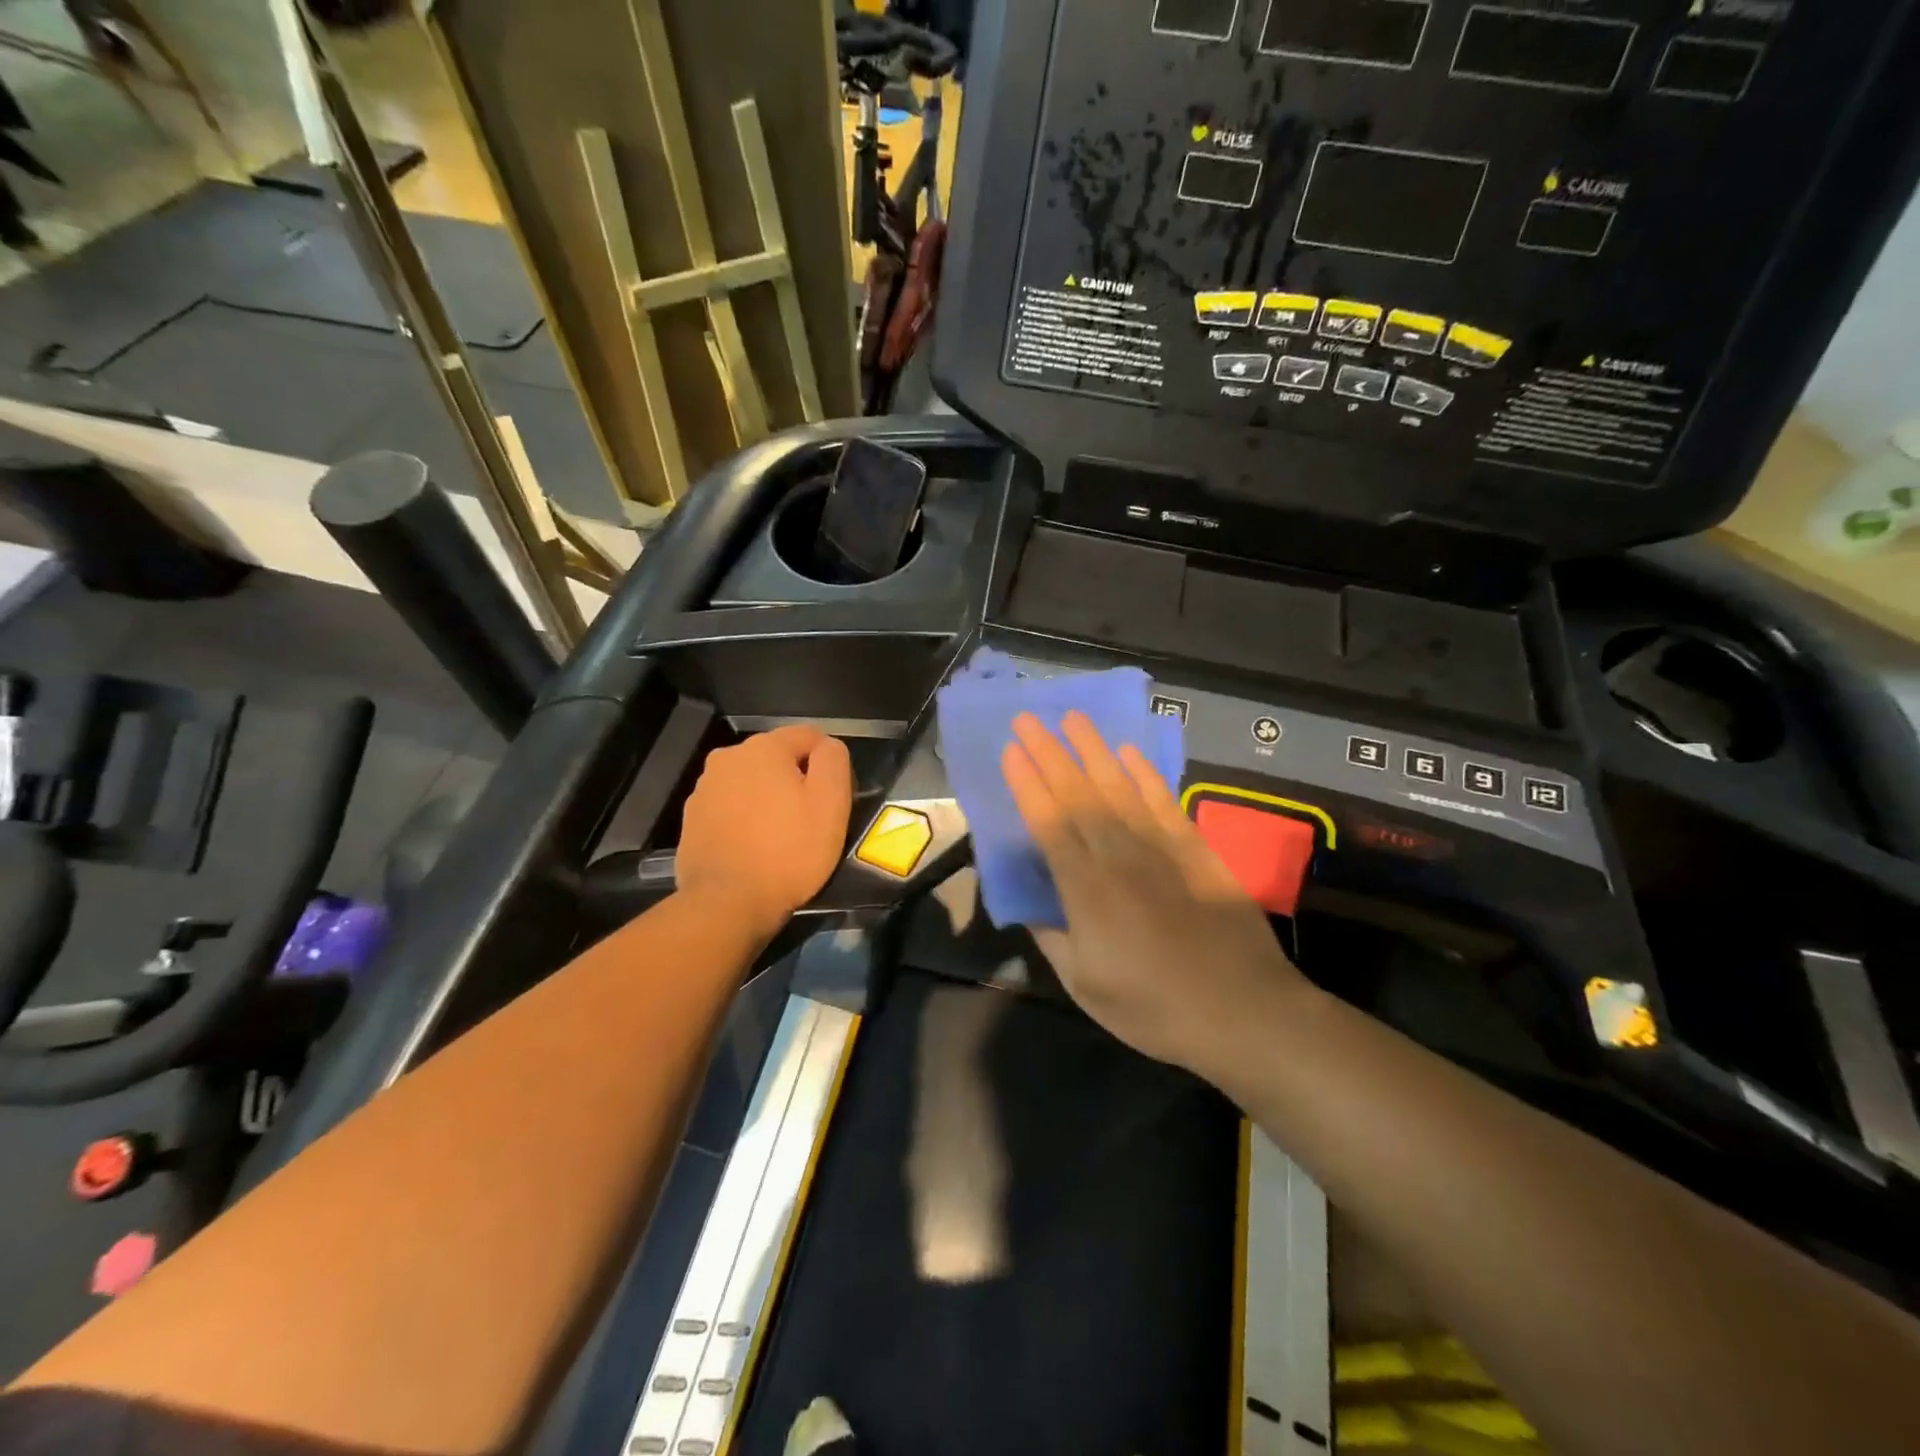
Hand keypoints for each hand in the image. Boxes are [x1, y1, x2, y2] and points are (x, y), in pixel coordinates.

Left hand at [677, 726, 853, 936]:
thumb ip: (834, 760)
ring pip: (752, 783)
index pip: (810, 737)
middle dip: (795, 781)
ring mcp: (704, 788)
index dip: (829, 766)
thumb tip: (827, 747)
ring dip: (768, 800)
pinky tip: (753, 849)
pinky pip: (730, 808)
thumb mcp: (831, 803)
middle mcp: (728, 757)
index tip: (833, 801)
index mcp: (764, 747)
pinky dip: (745, 820)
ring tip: (780, 838)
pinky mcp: (692, 819)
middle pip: (777, 759)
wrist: (726, 904)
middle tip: (809, 821)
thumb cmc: (788, 852)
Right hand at [1001, 711, 1308, 1074]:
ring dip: (1094, 750)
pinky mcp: (1196, 849)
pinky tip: (1130, 752)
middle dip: (1050, 753)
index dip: (1028, 784)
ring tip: (1073, 718)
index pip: (1049, 824)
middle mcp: (1120, 856)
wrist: (1244, 1011)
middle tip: (1028, 718)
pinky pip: (1164, 801)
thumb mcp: (1086, 987)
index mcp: (1087, 890)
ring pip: (1120, 787)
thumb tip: (1028, 906)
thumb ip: (1052, 938)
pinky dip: (1145, 774)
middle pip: (1079, 794)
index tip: (1010, 750)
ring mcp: (1161, 848)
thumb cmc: (1155, 1008)